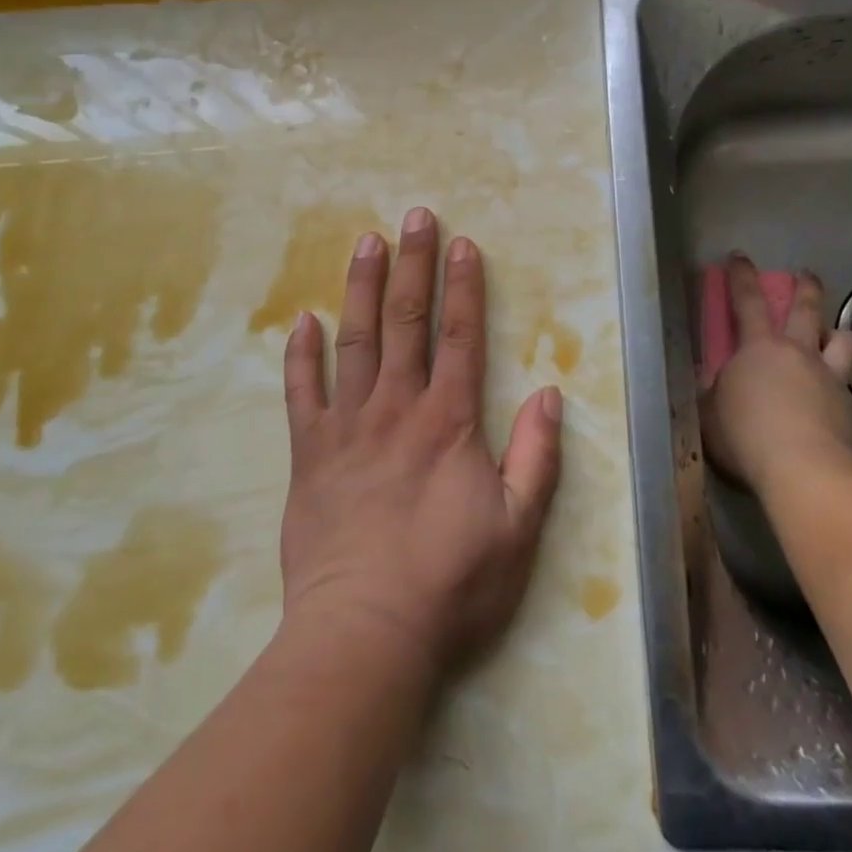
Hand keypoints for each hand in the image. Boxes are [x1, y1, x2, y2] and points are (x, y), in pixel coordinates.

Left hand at [278, 207, 564, 680]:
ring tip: (366, 242)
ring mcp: (348, 426)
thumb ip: (536, 457)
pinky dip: (301, 355)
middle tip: (414, 217)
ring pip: (355, 341)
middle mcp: (397, 408)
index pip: (460, 336)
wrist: (364, 635)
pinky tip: (303, 319)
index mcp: (448, 421)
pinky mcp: (310, 453)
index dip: (464, 287)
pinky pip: (302, 393)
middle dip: (414, 265)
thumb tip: (550, 394)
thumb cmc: (449, 583)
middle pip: (407, 322)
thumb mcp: (518, 528)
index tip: (462, 243)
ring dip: (362, 288)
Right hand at [702, 255, 851, 497]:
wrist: (804, 471)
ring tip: (836, 335)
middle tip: (807, 274)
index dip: (742, 276)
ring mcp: (830, 380)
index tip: (740, 257)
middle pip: (807, 309)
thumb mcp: (710, 414)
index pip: (747, 300)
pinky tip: (835, 401)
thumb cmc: (745, 435)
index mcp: (758, 348)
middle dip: (806, 288)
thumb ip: (712, 395)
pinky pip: (848, 387)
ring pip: (844, 342)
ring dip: (839, 333)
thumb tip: (711, 388)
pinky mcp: (851, 411)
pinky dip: (841, 386)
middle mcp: (798, 353)